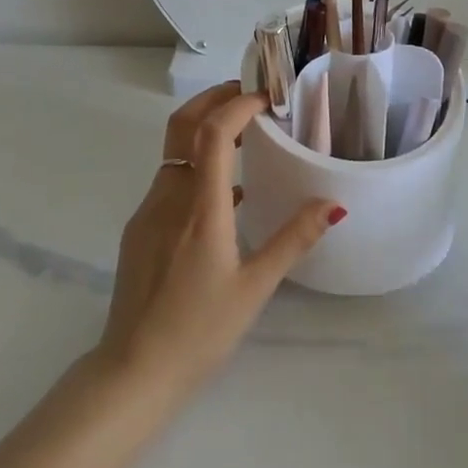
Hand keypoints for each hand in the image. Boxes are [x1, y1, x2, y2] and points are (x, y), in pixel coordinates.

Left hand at [95, 82, 342, 397]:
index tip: (267, 96)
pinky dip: (196, 166)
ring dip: (205, 132)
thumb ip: (294, 240)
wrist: (133, 370)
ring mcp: (148, 212)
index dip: (238, 104)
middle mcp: (169, 198)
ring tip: (246, 138)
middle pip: (182, 126)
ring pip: (175, 152)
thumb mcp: (255, 287)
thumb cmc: (199, 331)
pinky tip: (225, 195)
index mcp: (201, 209)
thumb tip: (334, 204)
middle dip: (213, 99)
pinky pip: (170, 181)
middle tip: (250, 96)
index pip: (213, 133)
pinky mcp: (139, 229)